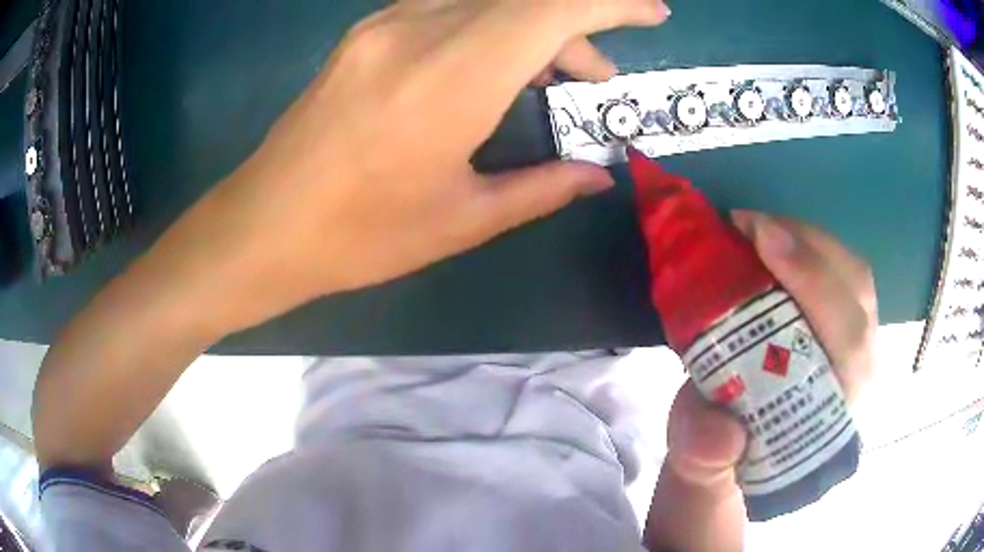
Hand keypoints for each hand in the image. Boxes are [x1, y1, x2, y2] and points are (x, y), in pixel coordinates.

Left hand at [156, 0, 670, 333]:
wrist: (264, 224)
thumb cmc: (358, 235)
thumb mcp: (462, 220)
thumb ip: (542, 188)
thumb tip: (598, 176)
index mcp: (452, 77)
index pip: (552, 8)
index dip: (611, 2)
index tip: (651, 12)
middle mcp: (419, 30)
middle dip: (577, 28)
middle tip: (595, 81)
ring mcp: (385, 25)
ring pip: (488, 0)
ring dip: (534, 28)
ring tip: (552, 81)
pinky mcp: (366, 33)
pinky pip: (449, 8)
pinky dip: (492, 27)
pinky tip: (494, 67)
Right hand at [644, 212, 877, 551]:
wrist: (741, 447)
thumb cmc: (727, 453)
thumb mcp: (703, 462)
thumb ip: (705, 454)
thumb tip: (721, 433)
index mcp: (836, 410)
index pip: (850, 341)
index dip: (817, 285)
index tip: (765, 240)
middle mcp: (858, 372)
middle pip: (857, 292)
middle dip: (809, 249)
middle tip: (749, 225)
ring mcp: (857, 341)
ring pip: (852, 273)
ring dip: (807, 239)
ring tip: (755, 227)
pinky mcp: (844, 320)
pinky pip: (840, 269)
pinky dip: (807, 244)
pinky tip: (771, 240)